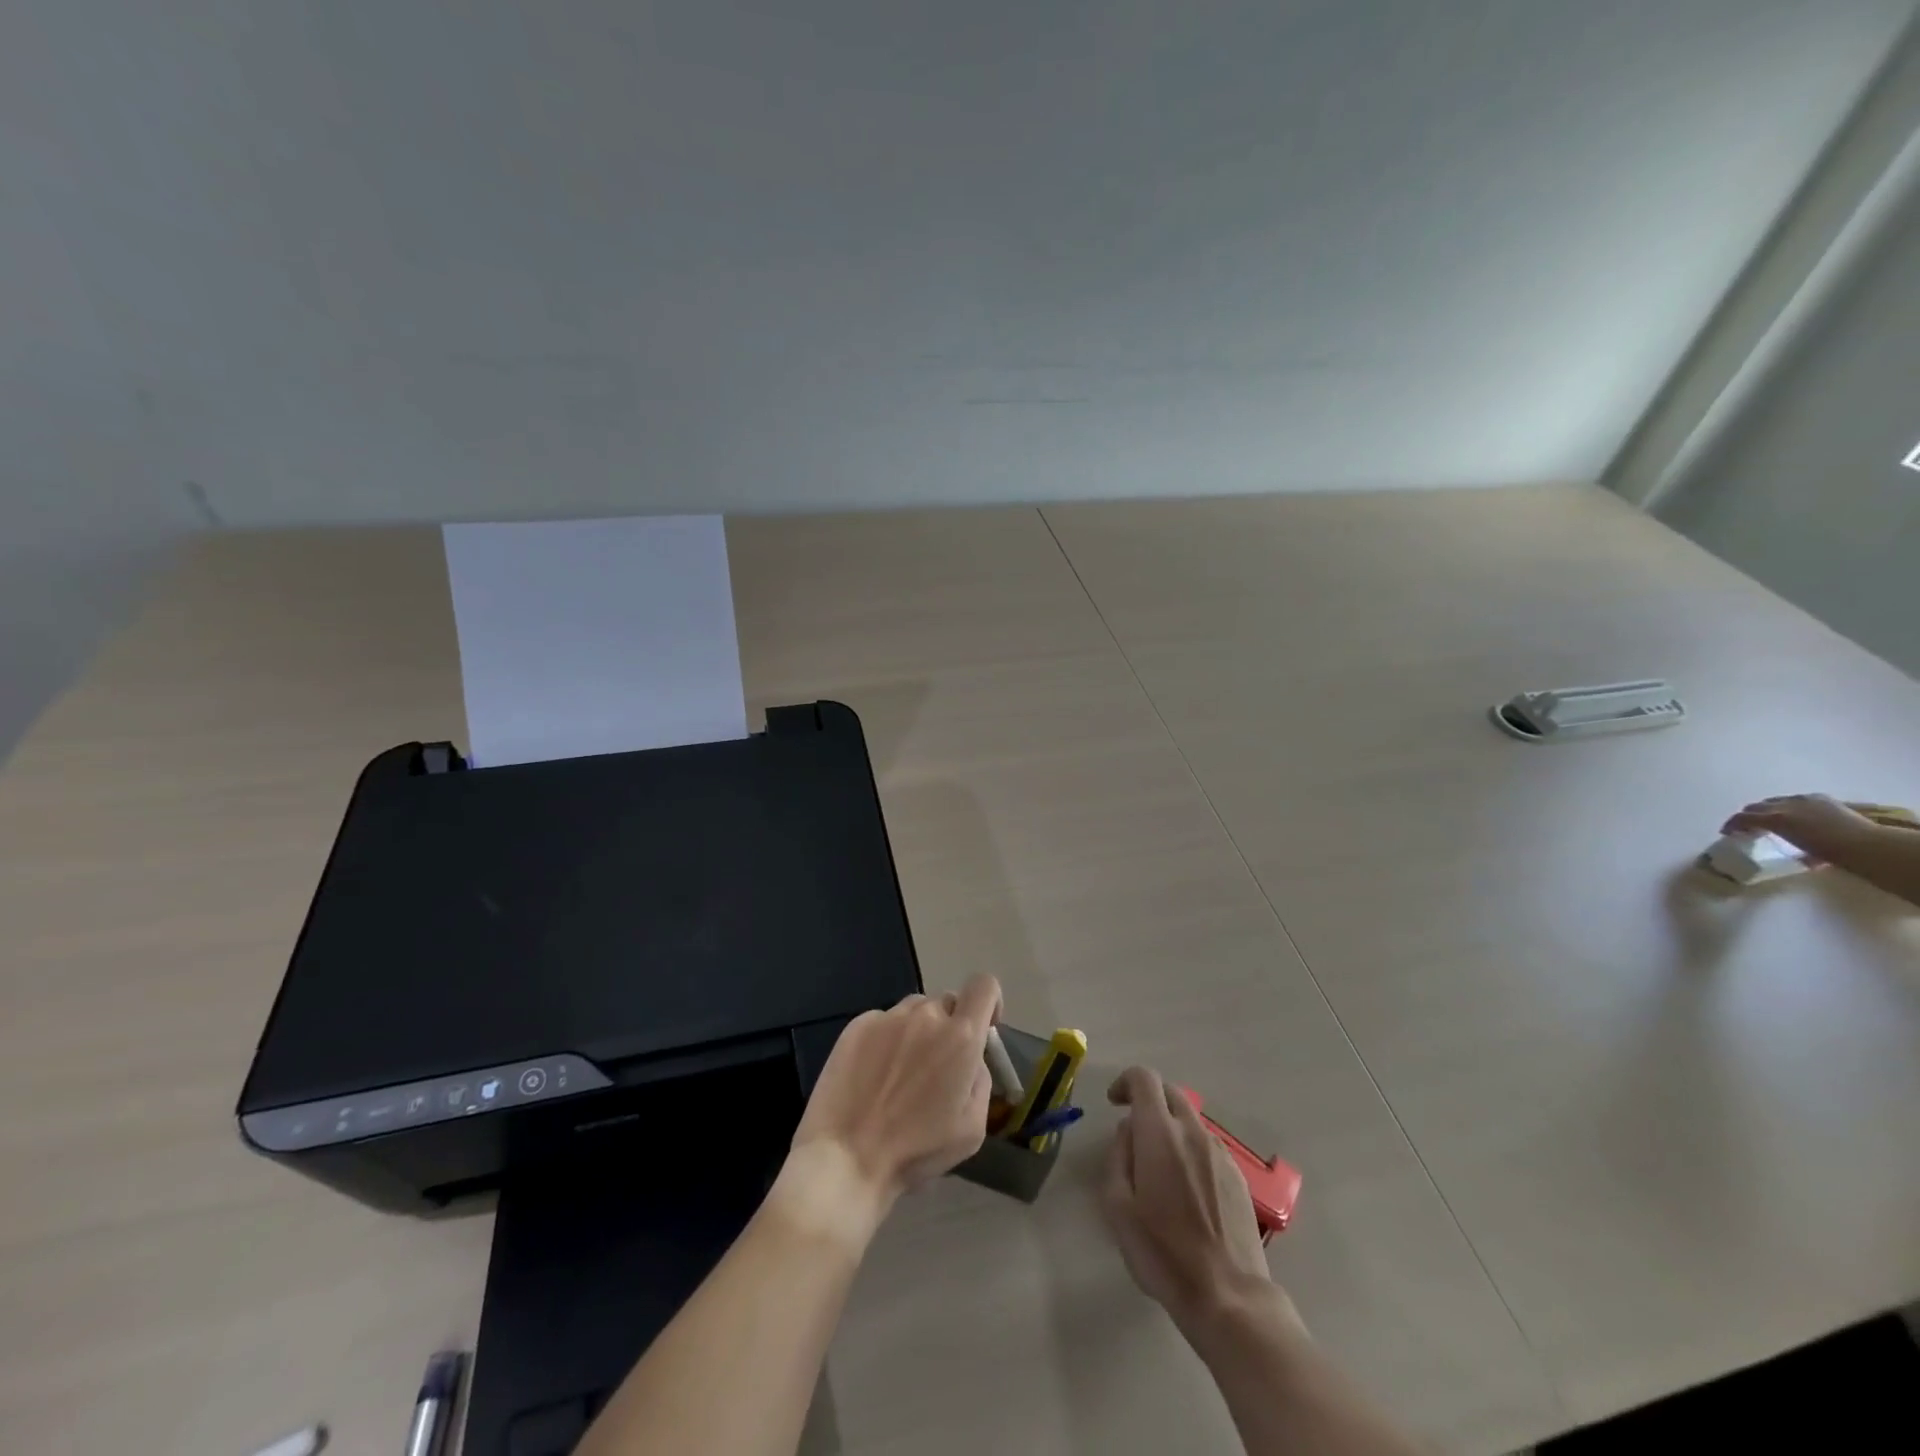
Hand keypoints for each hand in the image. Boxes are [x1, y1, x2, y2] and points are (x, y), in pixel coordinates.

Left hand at [791, 974, 1000, 1208]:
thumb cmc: (917, 1150)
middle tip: (937, 1066)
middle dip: (950, 1027)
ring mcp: (888, 1017)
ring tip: (902, 1071)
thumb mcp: (972, 1127)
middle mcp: (926, 1015)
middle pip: (947, 1003)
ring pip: (915, 1010)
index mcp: (960, 1037)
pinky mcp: (857, 1025)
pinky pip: (884, 1021)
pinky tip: (874, 1073)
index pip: (984, 986)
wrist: (846, 1158)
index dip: (989, 1001)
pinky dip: (887, 1038)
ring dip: (918, 1030)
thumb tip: (972, 1058)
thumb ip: (980, 1080)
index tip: (984, 1027)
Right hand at [1100, 1066, 1285, 1334]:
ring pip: (1191, 1120)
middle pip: (1170, 1092)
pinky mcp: (1239, 1177)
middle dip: (1149, 1100)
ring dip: (1171, 1127)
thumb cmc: (1162, 1252)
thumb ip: (1118, 1156)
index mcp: (1160, 1133)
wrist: (1228, 1296)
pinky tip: (1187, 1190)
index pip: (1144, 1078)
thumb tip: (1129, 1130)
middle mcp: (1193, 1132)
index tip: (1115, 1103)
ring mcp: (1221, 1153)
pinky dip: (1191, 1150)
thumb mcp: (1118, 1206)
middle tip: (1134, 1132)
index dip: (1125, 1082)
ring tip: (1160, 1168)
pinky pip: (1208, 1146)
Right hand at [1721, 793, 1875, 864]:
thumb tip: (1792, 854)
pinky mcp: (1821, 798)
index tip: (1727, 833)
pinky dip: (1791, 806)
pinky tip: (1799, 814)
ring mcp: (1804, 799)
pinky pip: (1797, 799)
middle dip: (1748, 815)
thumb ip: (1787, 844)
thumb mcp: (1803, 853)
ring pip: (1775, 801)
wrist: (1868, 845)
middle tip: (1748, 827)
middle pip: (1756, 806)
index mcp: (1775, 819)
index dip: (1731, 825)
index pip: (1743, 817)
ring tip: (1773, 820)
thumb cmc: (1832, 852)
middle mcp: (1785, 805)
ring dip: (1769, 809)